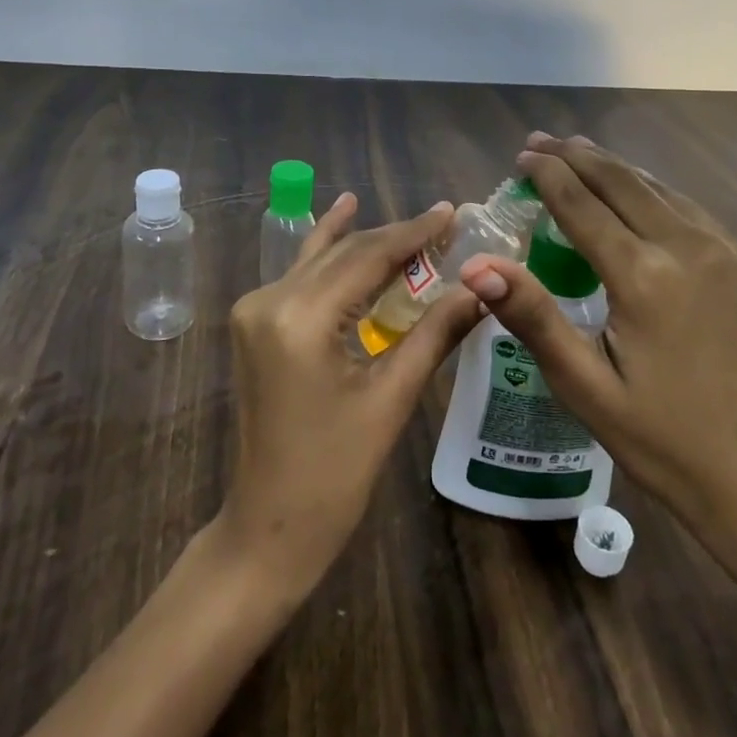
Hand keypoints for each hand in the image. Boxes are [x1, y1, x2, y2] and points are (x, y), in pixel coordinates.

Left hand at [221, 193, 484, 596]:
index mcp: (300, 317)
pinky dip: (332, 256)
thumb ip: (435, 333)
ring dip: (364, 242)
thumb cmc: (335, 473)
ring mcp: (255, 309)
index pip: (366, 256)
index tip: (450, 212)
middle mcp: (269, 299)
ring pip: (321, 260)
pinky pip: (302, 277)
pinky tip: (342, 218)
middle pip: (343, 253)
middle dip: (394, 237)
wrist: (269, 525)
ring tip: (409, 221)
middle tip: (443, 221)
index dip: (413, 233)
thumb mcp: (392, 399)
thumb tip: (482, 288)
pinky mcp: (255, 323)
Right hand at [459, 133, 736, 581]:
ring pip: (662, 190)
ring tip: (581, 154)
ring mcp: (731, 255)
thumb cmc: (662, 442)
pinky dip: (655, 194)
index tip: (522, 155)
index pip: (583, 205)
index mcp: (645, 278)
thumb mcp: (585, 387)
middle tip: (541, 141)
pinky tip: (639, 196)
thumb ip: (533, 317)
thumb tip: (478, 265)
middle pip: (624, 183)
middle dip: (578, 157)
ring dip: (617, 170)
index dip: (548, 175)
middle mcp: (691, 250)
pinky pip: (693, 213)